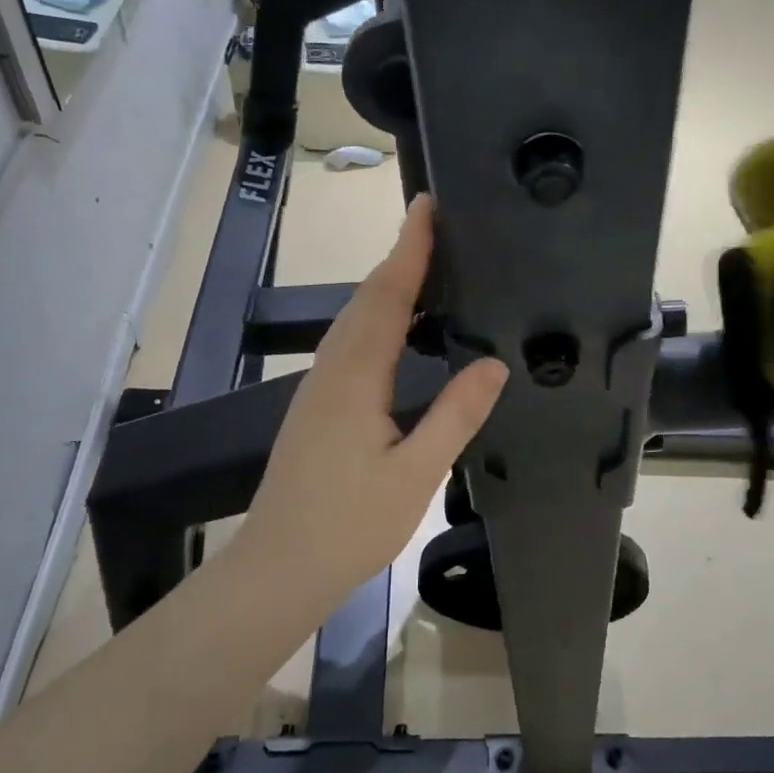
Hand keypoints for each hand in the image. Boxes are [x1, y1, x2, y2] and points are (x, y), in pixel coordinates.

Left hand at [237, 196, 508, 595]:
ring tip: (427, 266)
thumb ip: (456, 415)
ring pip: (355, 319)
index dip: (409, 248)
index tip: (428, 205)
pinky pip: (352, 343)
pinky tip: (399, 330)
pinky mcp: (318, 405)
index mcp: (356, 376)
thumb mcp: (415, 473)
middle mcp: (333, 369)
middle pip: (368, 298)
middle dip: (401, 256)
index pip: (386, 295)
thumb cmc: (349, 525)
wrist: (278, 567)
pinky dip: (378, 317)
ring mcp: (320, 387)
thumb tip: (495, 363)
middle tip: (439, 226)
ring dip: (388, 285)